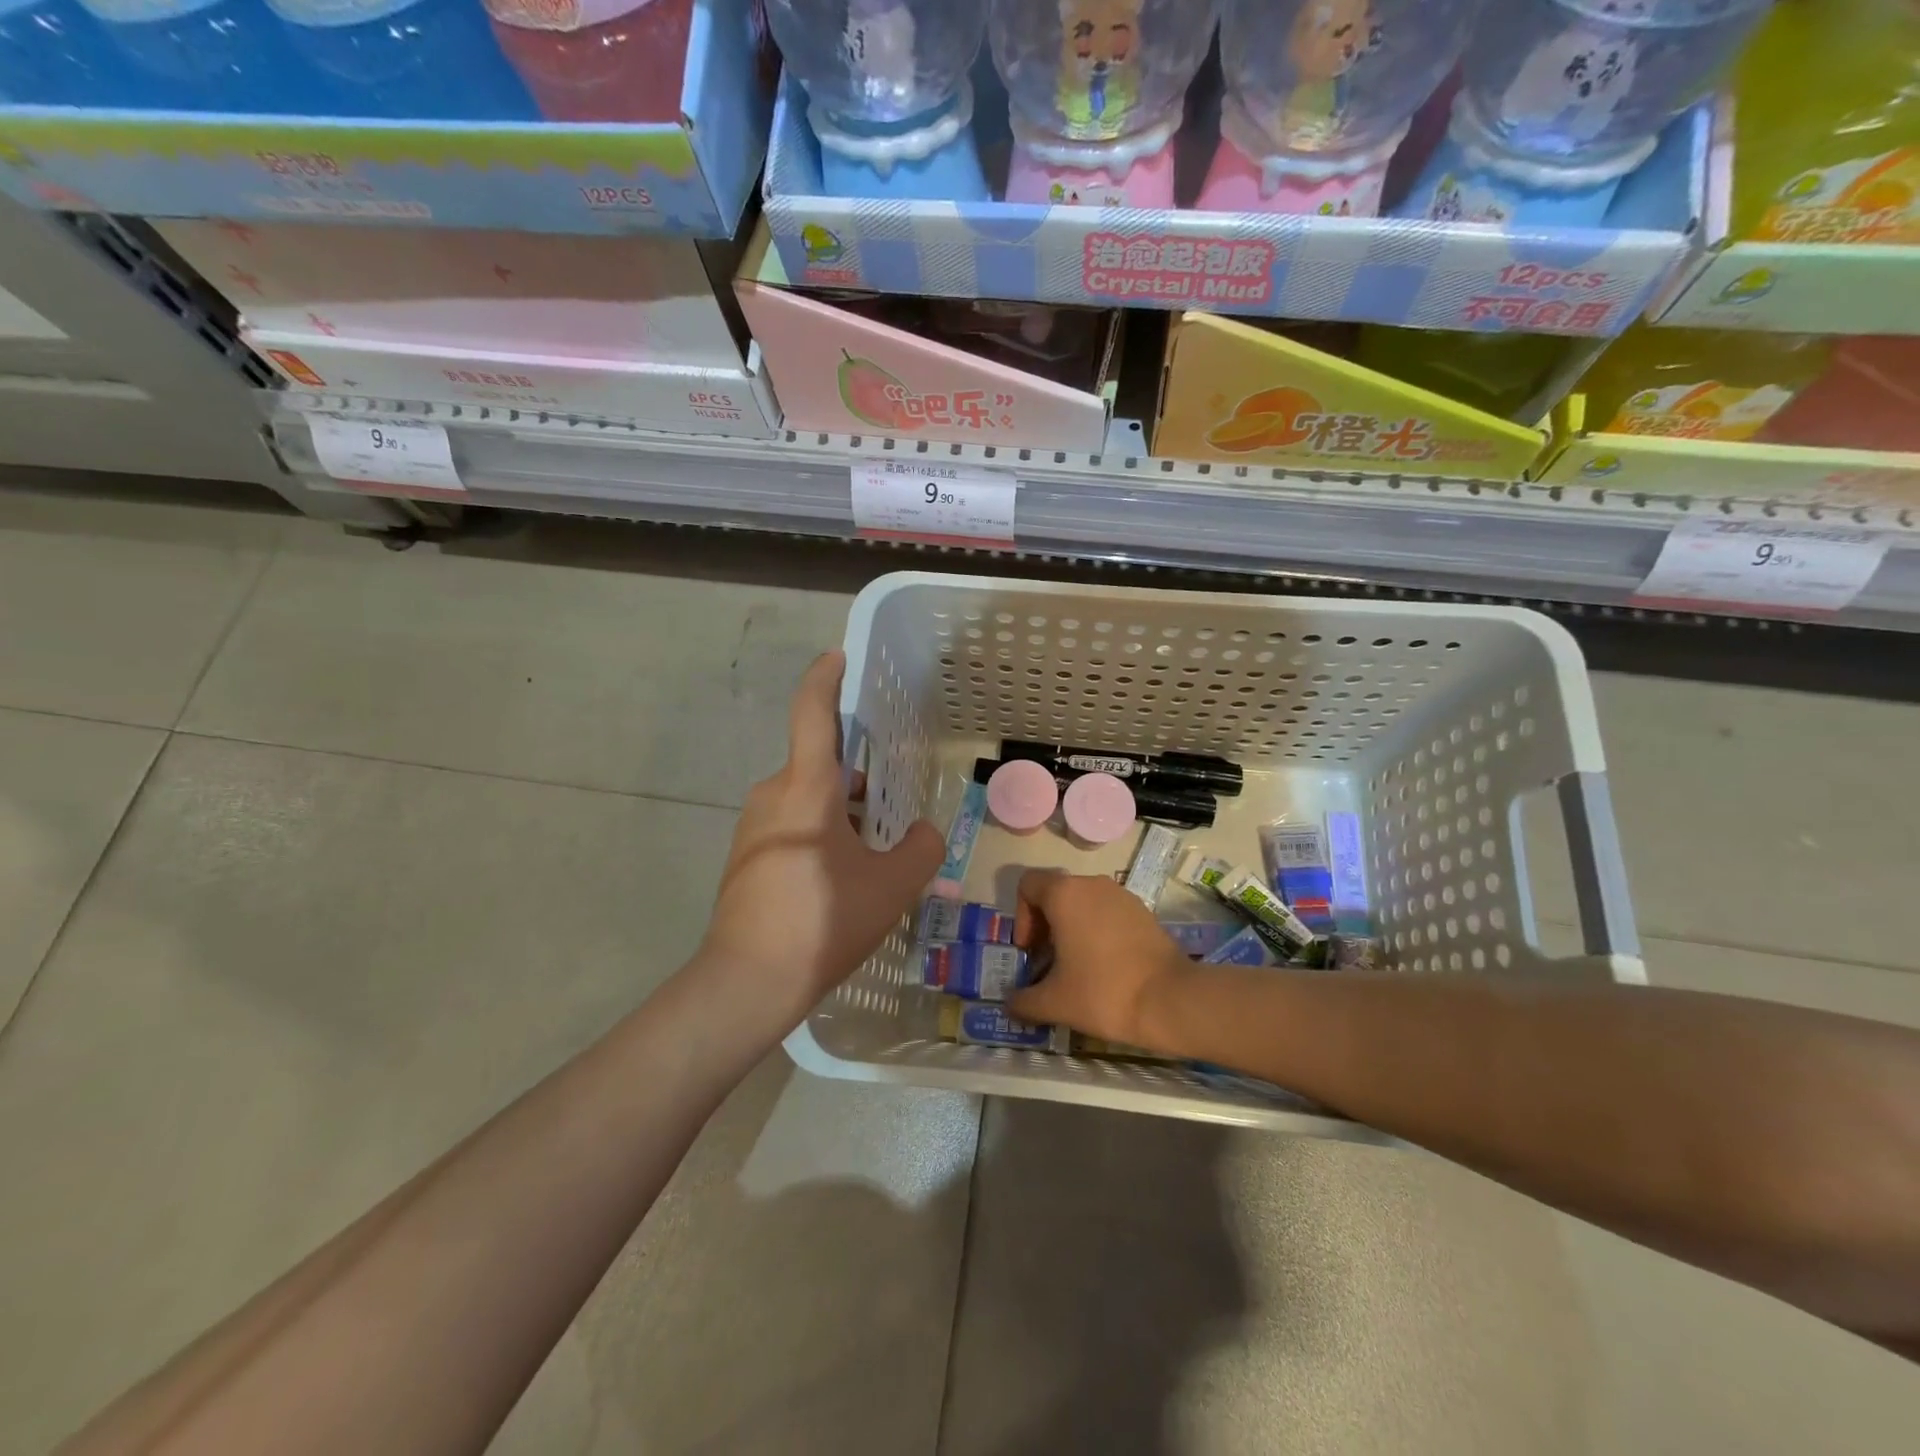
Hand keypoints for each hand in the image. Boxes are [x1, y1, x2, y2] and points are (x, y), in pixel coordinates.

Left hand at [700, 651, 943, 1026]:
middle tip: (894, 806)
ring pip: (807, 800)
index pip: (812, 714)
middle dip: (858, 778)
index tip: (838, 657)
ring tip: (876, 852)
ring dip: (841, 812)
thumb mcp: (891, 886)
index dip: (825, 679)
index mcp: (805, 787)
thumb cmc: (823, 921)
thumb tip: (923, 833)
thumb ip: (920, 849)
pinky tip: (842, 878)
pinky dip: (821, 834)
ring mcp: (753, 828)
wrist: (747, 982)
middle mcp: (773, 795)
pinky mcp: (746, 857)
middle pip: (821, 765)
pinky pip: (792, 826)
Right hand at [1005, 870, 1190, 1047]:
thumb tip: (1010, 1004)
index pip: (1028, 885)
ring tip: (1077, 969)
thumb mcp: (1054, 1002)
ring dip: (1071, 929)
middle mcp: (1092, 884)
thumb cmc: (1103, 992)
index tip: (1032, 951)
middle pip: (1055, 893)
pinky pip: (1107, 912)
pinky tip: (1105, 967)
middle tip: (1049, 964)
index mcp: (1064, 894)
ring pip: (1083, 903)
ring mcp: (1121, 895)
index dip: (1021, 917)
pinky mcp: (1143, 911)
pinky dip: (1097, 932)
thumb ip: (1023, 1001)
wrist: (1171, 1001)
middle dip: (1045, 926)